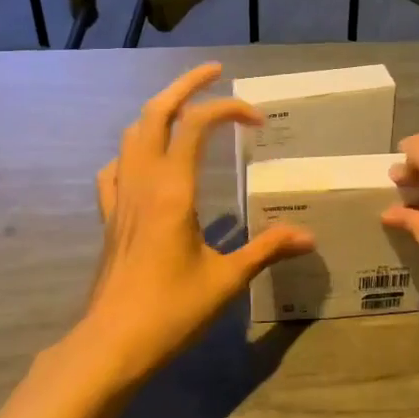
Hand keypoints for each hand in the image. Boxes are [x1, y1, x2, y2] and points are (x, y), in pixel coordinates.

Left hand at [84, 64, 313, 383]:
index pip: (196, 125)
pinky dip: (133, 151)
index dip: (228, 110)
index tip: (257, 121)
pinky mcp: (110, 218)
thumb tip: (308, 237)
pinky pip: (116, 169)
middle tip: (214, 72)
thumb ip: (267, 250)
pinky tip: (148, 163)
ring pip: (132, 134)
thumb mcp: (227, 280)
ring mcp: (121, 198)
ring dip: (158, 111)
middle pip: (155, 113)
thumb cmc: (170, 311)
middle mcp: (144, 182)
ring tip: (185, 109)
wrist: (110, 345)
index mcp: (173, 189)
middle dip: (185, 85)